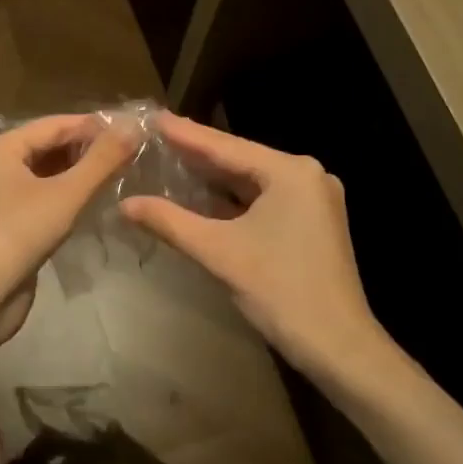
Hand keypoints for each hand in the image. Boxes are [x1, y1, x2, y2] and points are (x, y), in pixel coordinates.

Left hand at [0, 113, 141, 344]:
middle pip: (48, 145)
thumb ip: (101, 159)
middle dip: (87, 149)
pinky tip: (93, 200)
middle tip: (131, 153)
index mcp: (1, 147)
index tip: (132, 130)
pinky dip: (66, 193)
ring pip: (46, 172)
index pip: (55, 124)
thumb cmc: (19, 233)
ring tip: (119, 173)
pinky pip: (41, 195)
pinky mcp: (6, 221)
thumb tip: (133, 125)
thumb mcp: (66, 193)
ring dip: (79, 172)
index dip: (94, 125)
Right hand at [120, 113, 385, 382]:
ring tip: (171, 159)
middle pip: (241, 160)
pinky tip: (202, 196)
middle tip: (156, 136)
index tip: (153, 116)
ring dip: (214, 178)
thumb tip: (124, 204)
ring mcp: (313, 200)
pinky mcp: (313, 222)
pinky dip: (233, 200)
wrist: (338, 346)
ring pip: (252, 182)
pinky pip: (264, 200)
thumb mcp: (219, 253)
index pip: (226, 147)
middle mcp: (307, 175)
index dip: (185, 134)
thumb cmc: (280, 291)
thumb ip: (170, 222)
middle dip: (198, 153)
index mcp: (290, 172)